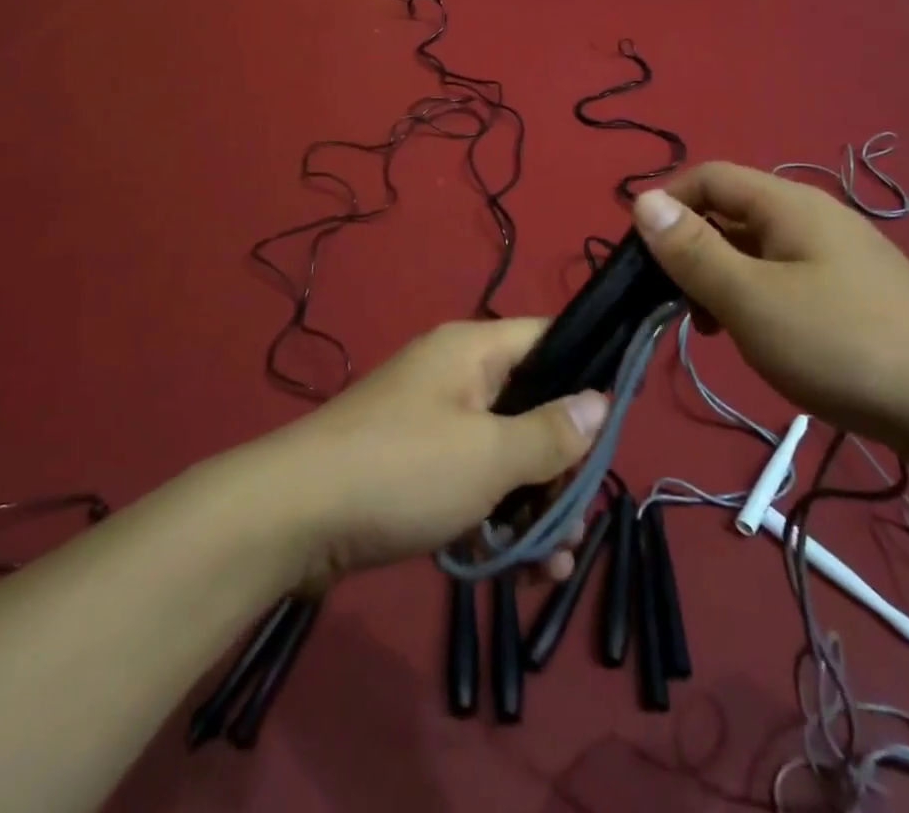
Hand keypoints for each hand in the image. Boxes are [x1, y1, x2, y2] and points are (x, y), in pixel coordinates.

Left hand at [264, 318, 607, 587]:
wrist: (290, 519)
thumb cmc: (402, 470)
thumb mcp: (489, 456)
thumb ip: (551, 432)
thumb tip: (600, 402)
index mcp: (474, 350)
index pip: (549, 338)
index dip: (587, 372)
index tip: (618, 423)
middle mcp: (455, 376)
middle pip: (531, 405)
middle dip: (561, 465)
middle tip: (580, 519)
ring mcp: (431, 422)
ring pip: (503, 453)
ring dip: (533, 505)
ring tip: (555, 562)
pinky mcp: (412, 467)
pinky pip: (470, 481)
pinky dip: (494, 517)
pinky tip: (518, 569)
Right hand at [632, 163, 908, 447]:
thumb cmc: (843, 345)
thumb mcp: (751, 299)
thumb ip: (693, 250)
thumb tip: (643, 200)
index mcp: (788, 205)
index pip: (709, 177)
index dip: (666, 204)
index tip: (638, 255)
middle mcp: (813, 219)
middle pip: (732, 213)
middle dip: (692, 249)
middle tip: (672, 303)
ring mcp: (839, 257)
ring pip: (757, 252)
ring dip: (722, 279)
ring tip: (712, 329)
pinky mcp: (855, 296)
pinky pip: (785, 280)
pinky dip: (756, 300)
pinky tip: (758, 340)